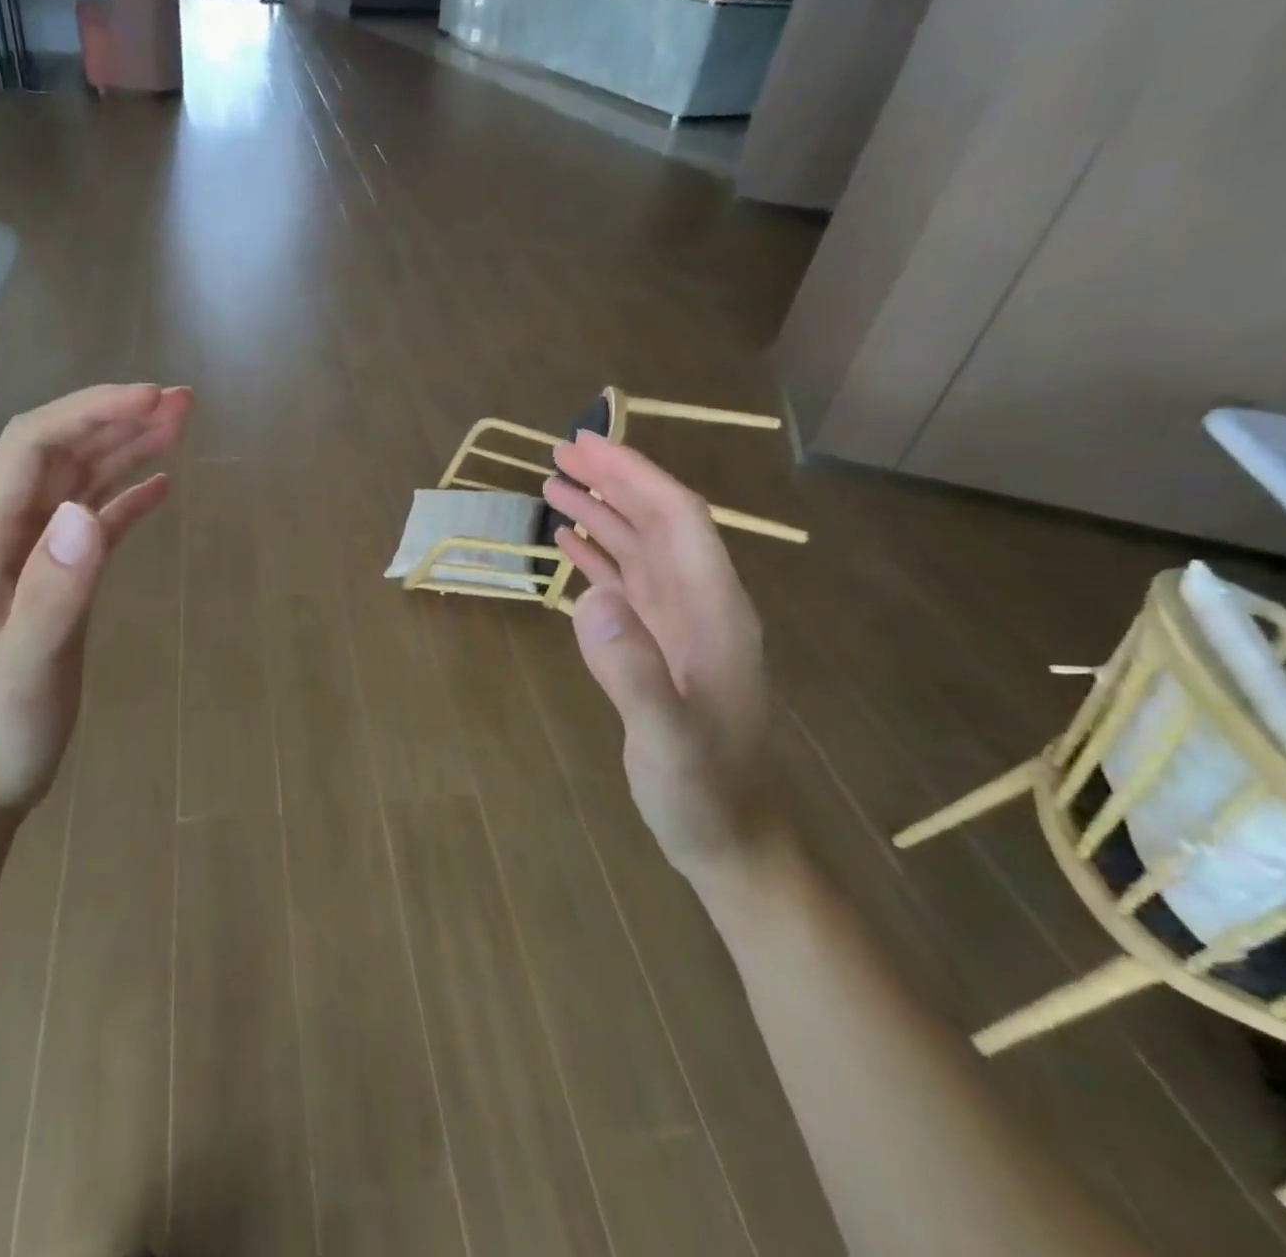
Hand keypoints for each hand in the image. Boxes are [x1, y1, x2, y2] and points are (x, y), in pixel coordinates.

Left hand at [0, 383, 192, 829]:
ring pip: (81, 480)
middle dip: (117, 417)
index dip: (93, 411)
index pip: (35, 445)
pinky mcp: (58, 580)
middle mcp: (6, 533)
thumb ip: (54, 591)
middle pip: (61, 450)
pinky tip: (162, 485)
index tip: (153, 397)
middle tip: (183, 401)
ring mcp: (32, 556)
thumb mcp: (25, 666)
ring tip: (180, 424)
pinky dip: (128, 497)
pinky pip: (95, 521)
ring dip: (127, 447)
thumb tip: (85, 514)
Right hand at [543, 432, 778, 877]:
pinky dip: (598, 559)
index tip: (588, 446)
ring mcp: (681, 627)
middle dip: (614, 482)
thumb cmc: (705, 793)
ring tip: (554, 487)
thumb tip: (590, 597)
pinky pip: (628, 586)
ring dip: (602, 514)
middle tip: (560, 452)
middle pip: (659, 523)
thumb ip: (634, 671)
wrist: (732, 839)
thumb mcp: (668, 740)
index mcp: (715, 611)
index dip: (635, 476)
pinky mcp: (661, 647)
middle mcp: (701, 606)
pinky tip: (570, 546)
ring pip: (641, 550)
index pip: (678, 520)